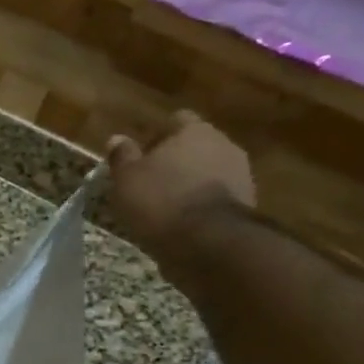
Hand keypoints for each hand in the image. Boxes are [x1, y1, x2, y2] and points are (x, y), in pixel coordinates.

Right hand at [106, 112, 254, 266]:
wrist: (208, 242)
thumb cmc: (160, 201)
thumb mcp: (127, 179)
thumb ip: (122, 156)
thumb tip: (117, 139)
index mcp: (194, 131)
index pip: (176, 121)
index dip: (157, 137)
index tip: (141, 159)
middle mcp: (223, 144)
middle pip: (195, 147)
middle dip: (176, 162)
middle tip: (151, 184)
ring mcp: (241, 174)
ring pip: (209, 173)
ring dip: (191, 185)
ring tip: (167, 209)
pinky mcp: (247, 204)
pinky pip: (218, 198)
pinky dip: (202, 206)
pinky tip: (185, 224)